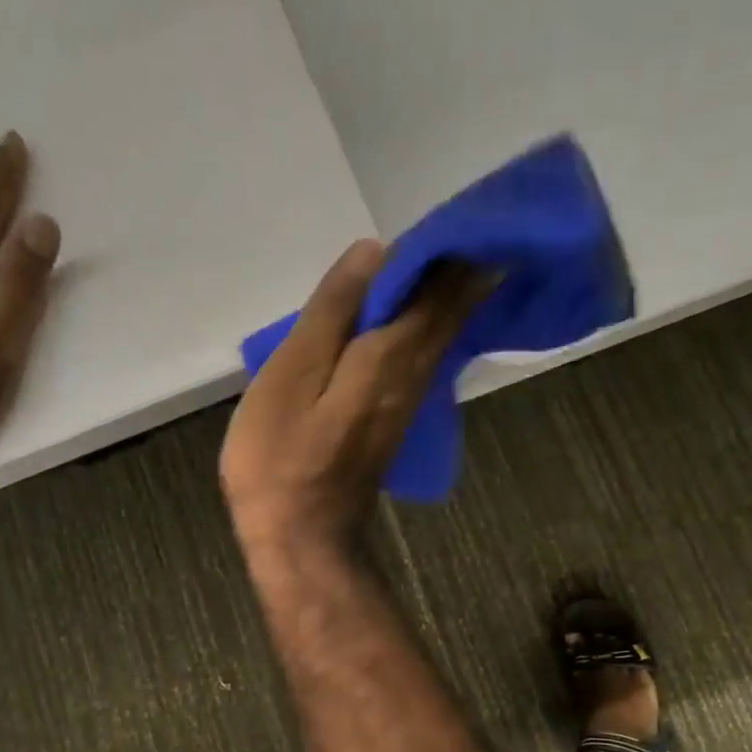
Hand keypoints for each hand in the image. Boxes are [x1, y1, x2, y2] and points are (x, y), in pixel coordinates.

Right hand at [221, 239, 486, 561]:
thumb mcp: (291, 376)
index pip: (435, 286)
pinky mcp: (397, 422)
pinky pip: (427, 359)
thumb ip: (332, 314)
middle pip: (449, 310)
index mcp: (389, 356)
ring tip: (451, 254)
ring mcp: (410, 403)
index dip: (449, 247)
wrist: (303, 539)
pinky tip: (427, 317)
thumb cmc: (281, 458)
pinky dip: (433, 327)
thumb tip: (375, 252)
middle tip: (470, 223)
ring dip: (452, 294)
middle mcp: (414, 375)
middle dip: (462, 266)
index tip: (461, 211)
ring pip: (443, 335)